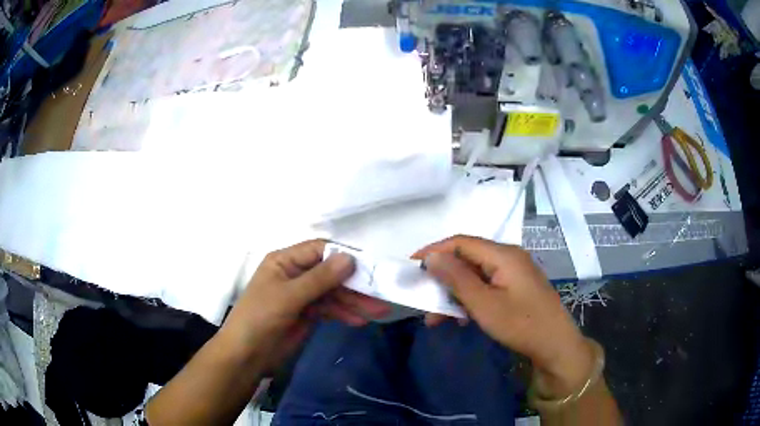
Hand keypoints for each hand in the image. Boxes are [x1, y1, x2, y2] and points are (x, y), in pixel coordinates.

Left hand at [220, 240, 389, 372]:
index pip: (319, 250)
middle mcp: (295, 274)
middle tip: (380, 294)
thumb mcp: (288, 296)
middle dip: (353, 284)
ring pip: (333, 292)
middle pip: (330, 273)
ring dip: (353, 301)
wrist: (247, 355)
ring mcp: (301, 295)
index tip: (369, 267)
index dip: (343, 256)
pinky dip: (343, 313)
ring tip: (376, 312)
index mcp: (284, 261)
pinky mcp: (307, 313)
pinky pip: (329, 308)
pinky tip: (358, 321)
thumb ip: (319, 279)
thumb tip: (350, 258)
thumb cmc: (260, 318)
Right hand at [415, 235, 594, 396]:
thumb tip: (432, 257)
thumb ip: (456, 278)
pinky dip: (470, 299)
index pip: (461, 242)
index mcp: (503, 254)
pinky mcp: (517, 287)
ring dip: (455, 293)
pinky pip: (487, 286)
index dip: (434, 251)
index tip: (411, 266)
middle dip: (443, 278)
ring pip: (476, 276)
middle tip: (424, 297)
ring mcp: (514, 273)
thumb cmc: (520, 324)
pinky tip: (462, 318)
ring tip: (438, 317)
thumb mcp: (484, 304)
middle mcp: (509, 257)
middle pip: (468, 259)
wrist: (555, 345)